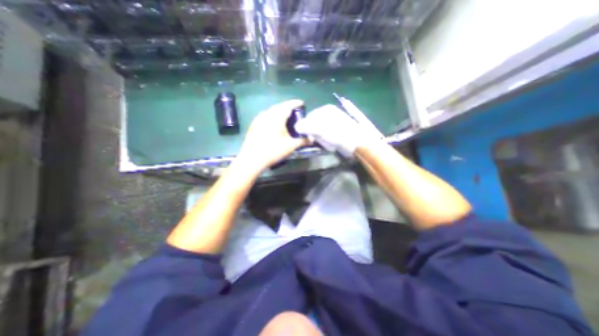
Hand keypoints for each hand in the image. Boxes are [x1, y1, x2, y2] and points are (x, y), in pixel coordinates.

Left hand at [235, 99, 307, 172]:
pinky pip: (265, 116)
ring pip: (271, 111)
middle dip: (287, 107)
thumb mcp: (290, 146)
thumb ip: (302, 141)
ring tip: (284, 117)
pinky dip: (271, 117)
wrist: (252, 158)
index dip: (296, 103)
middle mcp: (268, 114)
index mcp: (278, 116)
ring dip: (279, 111)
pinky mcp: (254, 124)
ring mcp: (259, 119)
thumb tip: (312, 139)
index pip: (288, 105)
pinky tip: (272, 124)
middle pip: (279, 106)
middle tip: (294, 112)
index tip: (302, 103)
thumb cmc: (273, 150)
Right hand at [294, 104, 378, 155]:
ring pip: (321, 133)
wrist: (359, 143)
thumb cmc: (339, 134)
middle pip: (315, 125)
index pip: (309, 117)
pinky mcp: (340, 132)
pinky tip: (332, 145)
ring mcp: (336, 123)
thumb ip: (307, 126)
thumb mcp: (321, 129)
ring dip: (322, 140)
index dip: (306, 128)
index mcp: (326, 110)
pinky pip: (327, 137)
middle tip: (321, 141)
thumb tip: (296, 127)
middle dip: (316, 135)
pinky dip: (327, 142)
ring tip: (329, 144)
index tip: (308, 136)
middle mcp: (331, 114)